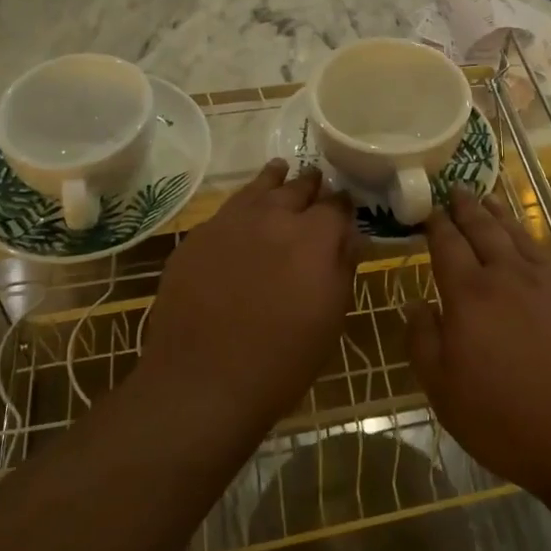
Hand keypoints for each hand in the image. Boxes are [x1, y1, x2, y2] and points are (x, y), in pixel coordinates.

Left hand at [140, 160, 356, 431]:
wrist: (202, 381)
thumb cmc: (282, 360)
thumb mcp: (330, 318)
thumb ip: (343, 268)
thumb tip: (352, 237)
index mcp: (314, 236)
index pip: (337, 205)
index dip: (343, 204)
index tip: (346, 207)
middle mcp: (274, 216)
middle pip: (297, 188)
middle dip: (311, 186)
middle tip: (317, 183)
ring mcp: (231, 222)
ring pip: (258, 188)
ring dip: (274, 180)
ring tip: (281, 169)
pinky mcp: (198, 236)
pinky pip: (227, 209)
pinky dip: (243, 204)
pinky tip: (243, 210)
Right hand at [406, 191, 550, 502]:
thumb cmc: (510, 421)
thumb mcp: (446, 394)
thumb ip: (424, 343)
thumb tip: (415, 304)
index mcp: (470, 296)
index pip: (447, 246)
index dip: (435, 225)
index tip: (427, 208)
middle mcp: (508, 277)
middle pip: (483, 230)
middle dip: (466, 207)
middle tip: (456, 188)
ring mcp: (547, 283)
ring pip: (517, 235)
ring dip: (499, 213)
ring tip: (488, 197)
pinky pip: (543, 253)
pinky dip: (528, 237)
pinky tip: (526, 240)